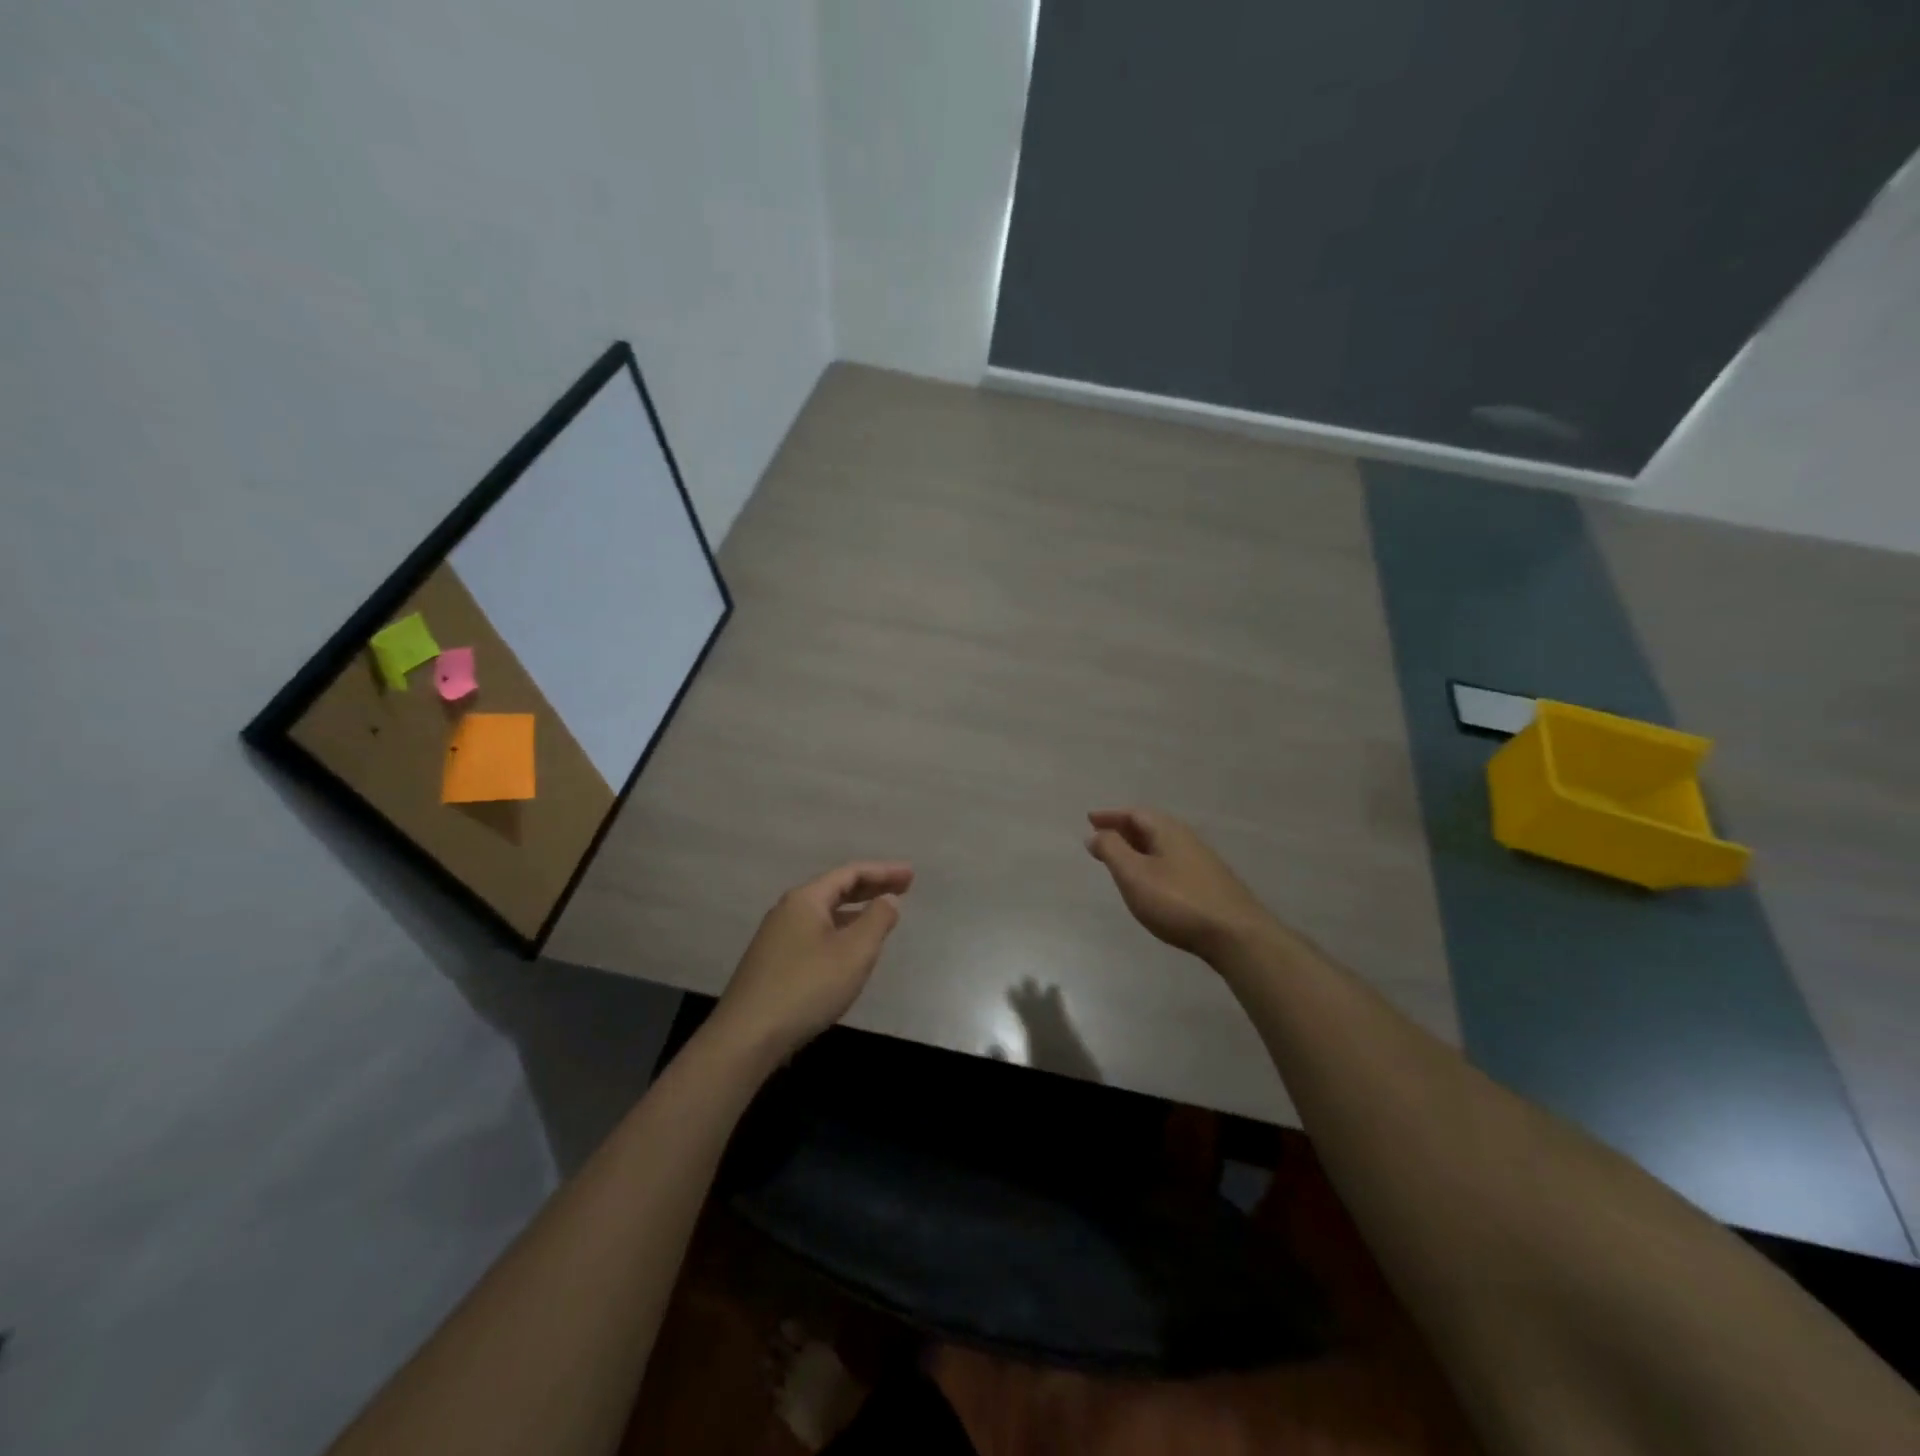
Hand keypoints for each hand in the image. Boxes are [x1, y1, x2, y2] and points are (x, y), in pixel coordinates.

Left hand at [709, 861, 913, 1062]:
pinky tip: (849, 950)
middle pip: (835, 889)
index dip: (883, 871)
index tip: (911, 874)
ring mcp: (777, 937)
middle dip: (871, 887)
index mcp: (806, 899)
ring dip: (855, 911)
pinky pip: (815, 934)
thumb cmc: (807, 987)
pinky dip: (840, 931)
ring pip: (824, 913)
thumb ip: (877, 920)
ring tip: (881, 916)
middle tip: (903, 887)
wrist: (747, 1037)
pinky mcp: (773, 963)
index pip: (850, 873)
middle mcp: (788, 911)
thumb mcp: (854, 952)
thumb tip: (888, 899)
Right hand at [1085, 808, 1272, 960]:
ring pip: (1162, 845)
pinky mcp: (1209, 884)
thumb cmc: (1178, 901)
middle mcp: (1187, 839)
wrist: (1237, 935)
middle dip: (1123, 829)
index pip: (1135, 813)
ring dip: (1138, 847)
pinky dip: (1152, 863)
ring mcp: (1202, 862)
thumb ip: (1112, 851)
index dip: (1110, 815)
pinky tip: (1150, 881)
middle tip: (1101, 836)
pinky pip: (1172, 862)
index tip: (1090, 819)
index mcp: (1168, 831)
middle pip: (1150, 826)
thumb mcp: (1134, 875)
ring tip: (1120, 859)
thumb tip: (1095, 834)